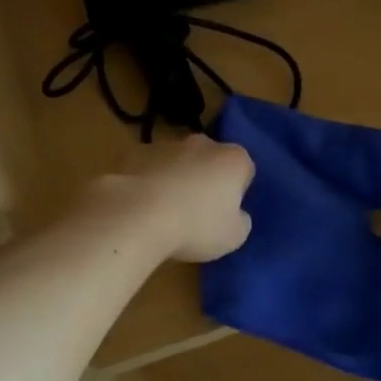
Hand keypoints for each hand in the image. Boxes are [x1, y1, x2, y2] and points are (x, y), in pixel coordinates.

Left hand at [89, 134, 255, 262]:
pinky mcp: (136, 152)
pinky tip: (143, 207)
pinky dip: (150, 181)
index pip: (245, 170)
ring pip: (179, 161)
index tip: (227, 212)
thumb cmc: (195, 227)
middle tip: (198, 212)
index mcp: (233, 159)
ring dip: (177, 178)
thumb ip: (240, 221)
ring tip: (166, 212)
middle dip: (207, 179)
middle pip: (211, 159)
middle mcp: (203, 143)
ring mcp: (167, 144)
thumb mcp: (234, 237)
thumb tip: (235, 214)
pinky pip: (150, 168)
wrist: (137, 215)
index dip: (238, 191)